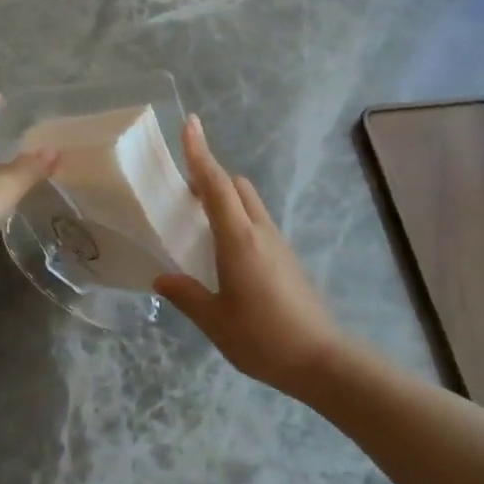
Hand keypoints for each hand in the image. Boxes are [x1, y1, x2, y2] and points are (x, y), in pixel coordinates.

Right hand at [154, 116, 348, 401]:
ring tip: (198, 222)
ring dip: (224, 198)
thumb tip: (162, 278)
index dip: (200, 153)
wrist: (320, 359)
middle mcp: (260, 231)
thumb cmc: (262, 338)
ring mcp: (277, 243)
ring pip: (249, 202)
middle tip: (182, 193)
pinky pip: (257, 222)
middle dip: (210, 177)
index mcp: (239, 239)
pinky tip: (223, 252)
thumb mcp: (214, 320)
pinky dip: (237, 219)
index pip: (215, 185)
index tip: (190, 124)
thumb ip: (186, 295)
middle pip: (236, 185)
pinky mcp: (286, 258)